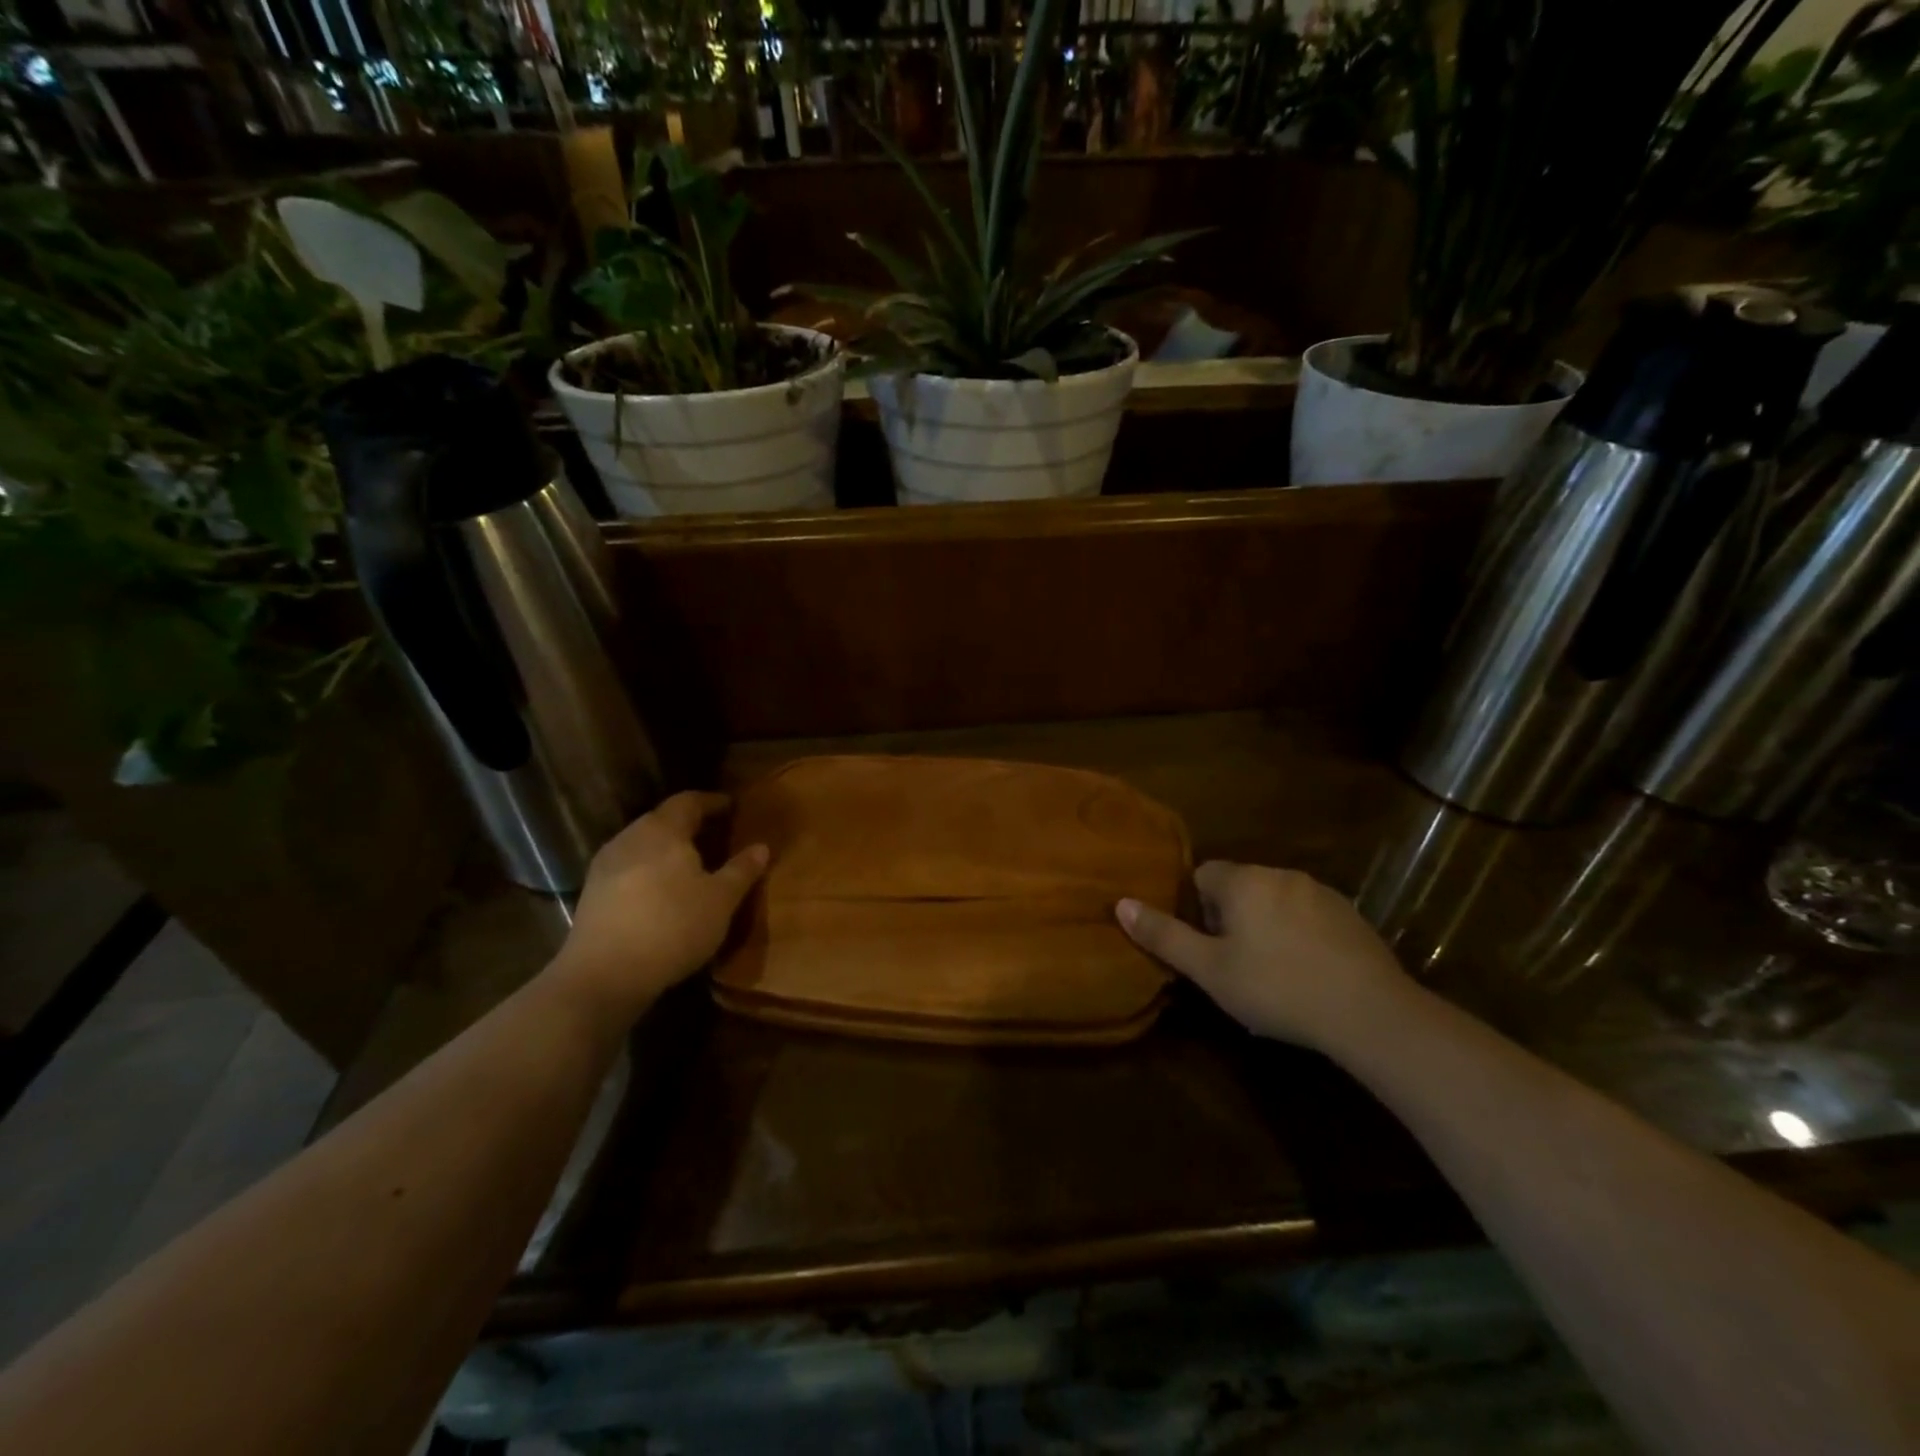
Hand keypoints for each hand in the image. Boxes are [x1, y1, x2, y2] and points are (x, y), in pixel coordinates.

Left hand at [551, 791, 768, 1022]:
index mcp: (662, 830)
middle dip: (688, 824)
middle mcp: (630, 838)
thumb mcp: (721, 900)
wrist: (604, 975)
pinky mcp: (592, 893)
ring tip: (690, 865)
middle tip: (714, 835)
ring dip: (666, 849)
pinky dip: (649, 871)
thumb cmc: (673, 926)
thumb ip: (741, 870)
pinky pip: (628, 868)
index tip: (731, 806)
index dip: (712, 801)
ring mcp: (605, 865)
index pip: (688, 801)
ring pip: (642, 844)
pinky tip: (661, 892)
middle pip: (662, 820)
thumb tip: (761, 847)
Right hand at [1117, 861, 1412, 1052]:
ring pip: (1276, 899)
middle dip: (1231, 916)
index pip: (1203, 874)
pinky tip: (1308, 972)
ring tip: (1272, 971)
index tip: (1206, 944)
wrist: (1370, 1012)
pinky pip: (1309, 915)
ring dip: (1267, 923)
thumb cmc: (1277, 988)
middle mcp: (1281, 874)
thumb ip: (1164, 935)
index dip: (1197, 907)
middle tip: (1235, 963)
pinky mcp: (1351, 915)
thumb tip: (1120, 904)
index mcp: (1244, 881)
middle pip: (1240, 885)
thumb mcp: (1210, 970)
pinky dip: (1300, 934)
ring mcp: (1321, 892)